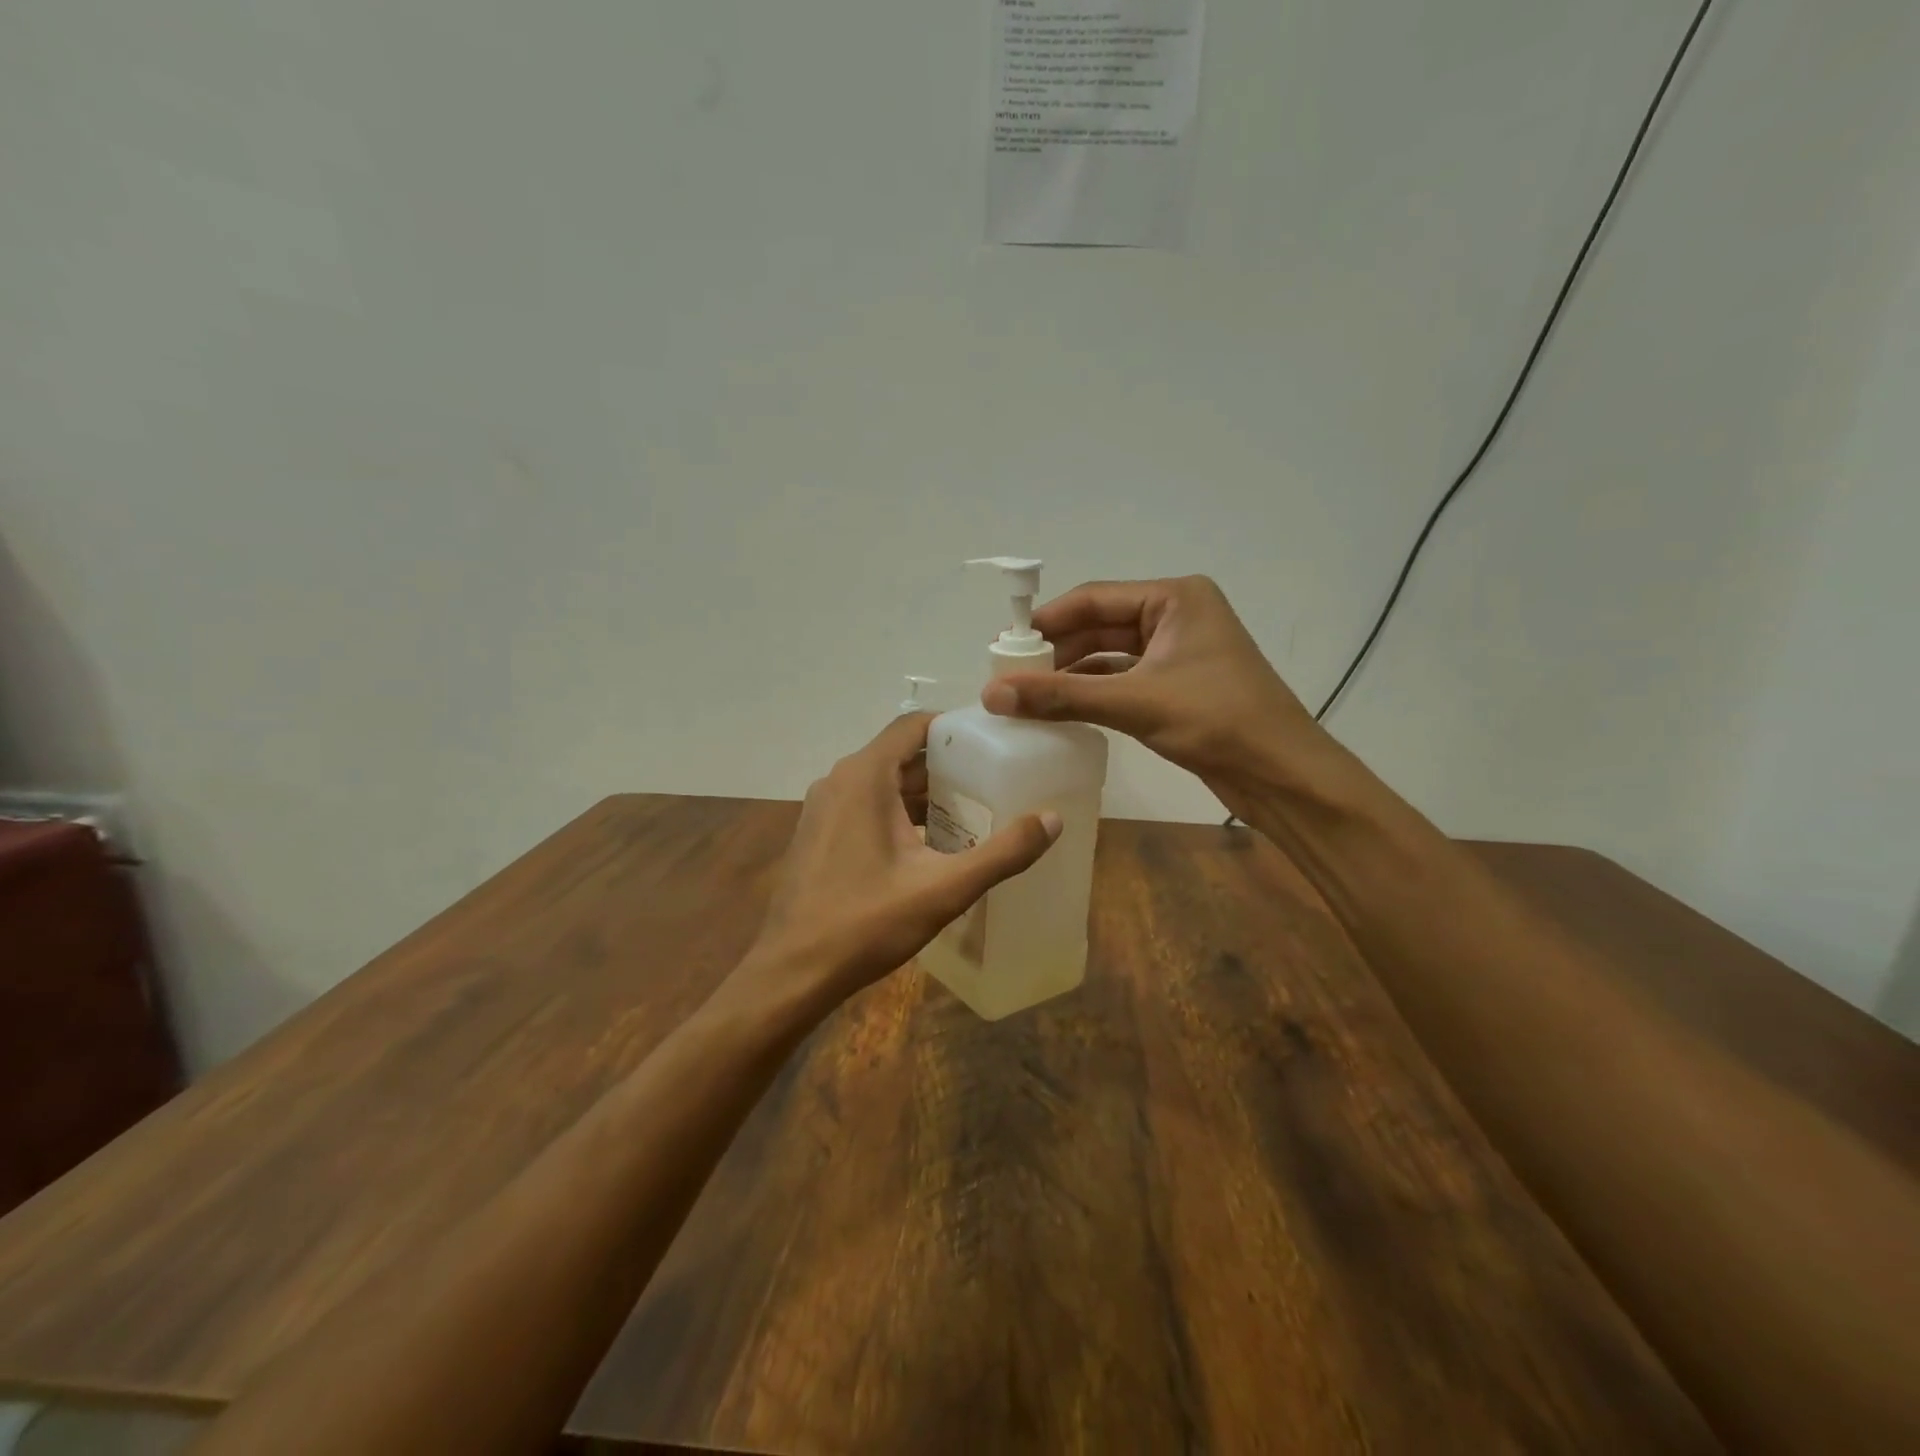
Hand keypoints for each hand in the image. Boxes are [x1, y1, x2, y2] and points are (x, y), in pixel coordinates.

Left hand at [746, 714, 1061, 1001]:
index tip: (993, 743)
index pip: (914, 726)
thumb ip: (1002, 853)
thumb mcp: (944, 889)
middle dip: (946, 766)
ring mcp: (823, 808)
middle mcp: (839, 780)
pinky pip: (865, 806)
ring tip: (971, 813)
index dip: (954, 728)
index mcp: (864, 776)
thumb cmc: (867, 923)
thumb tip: (1052, 820)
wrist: (793, 972)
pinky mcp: (817, 834)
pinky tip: (929, 845)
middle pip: (900, 755)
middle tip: (993, 782)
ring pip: (882, 783)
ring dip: (923, 794)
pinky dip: (898, 813)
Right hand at [981, 577, 1318, 787]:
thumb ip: (1061, 696)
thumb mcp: (1134, 702)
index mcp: (1175, 598)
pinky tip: (1061, 709)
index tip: (1002, 648)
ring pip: (1109, 656)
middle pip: (1099, 626)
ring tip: (1026, 695)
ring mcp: (1178, 652)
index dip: (1046, 622)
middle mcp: (1175, 616)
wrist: (1282, 773)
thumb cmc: (1217, 720)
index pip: (1093, 598)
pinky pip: (1123, 680)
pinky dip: (1093, 693)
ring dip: (1071, 674)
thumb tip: (992, 694)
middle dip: (1056, 651)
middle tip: (1009, 676)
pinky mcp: (1177, 685)